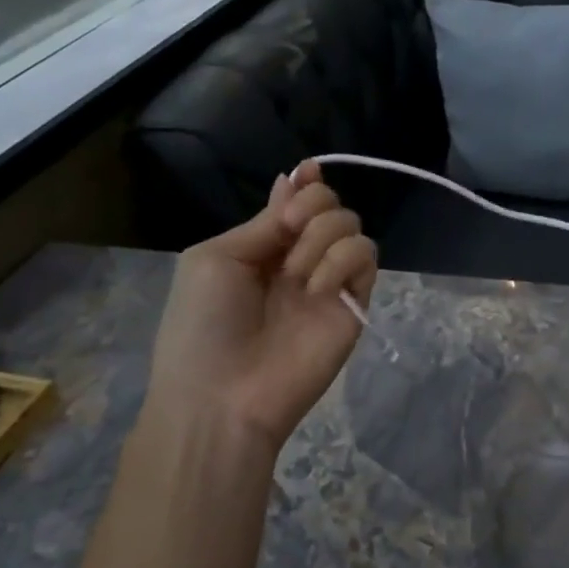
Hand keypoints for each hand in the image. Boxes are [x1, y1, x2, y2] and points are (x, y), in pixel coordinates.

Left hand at [146, 161, 376, 456]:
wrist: (222, 396)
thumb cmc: (203, 325)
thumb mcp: (216, 259)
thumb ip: (264, 223)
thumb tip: (294, 178)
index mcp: (261, 247)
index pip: (295, 202)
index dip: (306, 183)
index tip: (309, 170)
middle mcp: (298, 259)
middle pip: (328, 205)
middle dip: (312, 204)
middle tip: (290, 228)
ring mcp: (328, 281)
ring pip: (351, 225)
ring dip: (321, 235)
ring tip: (295, 274)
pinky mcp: (354, 303)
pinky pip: (365, 257)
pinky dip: (342, 260)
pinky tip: (316, 287)